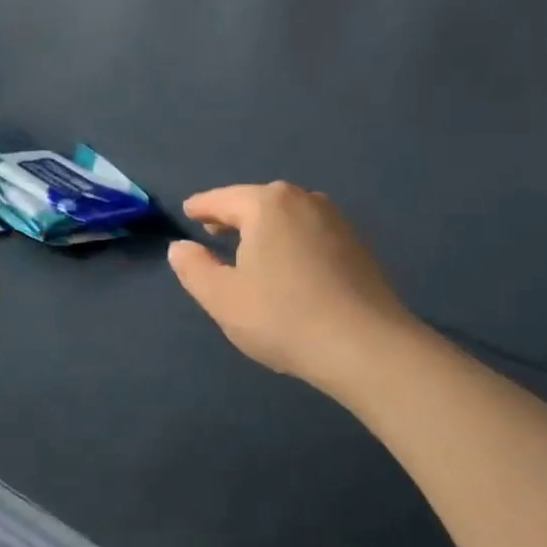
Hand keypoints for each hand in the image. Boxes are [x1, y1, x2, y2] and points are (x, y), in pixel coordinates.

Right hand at [168, 182, 416, 395]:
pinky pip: (311, 233)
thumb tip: (181, 247)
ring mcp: (337, 221)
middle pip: (259, 202)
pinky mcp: (358, 246)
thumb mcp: (222, 297)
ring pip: (288, 216)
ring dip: (265, 228)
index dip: (201, 207)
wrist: (364, 346)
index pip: (223, 199)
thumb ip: (194, 268)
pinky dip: (291, 241)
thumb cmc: (282, 317)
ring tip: (249, 248)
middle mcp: (305, 201)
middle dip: (234, 215)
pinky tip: (288, 265)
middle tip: (213, 230)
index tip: (187, 212)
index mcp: (267, 205)